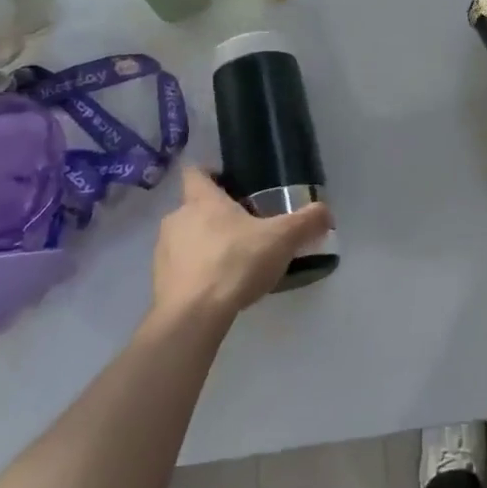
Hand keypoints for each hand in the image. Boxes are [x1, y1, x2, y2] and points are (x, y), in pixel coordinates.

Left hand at [151, 165, 332, 319]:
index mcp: (201, 200)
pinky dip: (198, 272)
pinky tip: (220, 287)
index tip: (230, 183)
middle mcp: (176, 218)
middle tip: (246, 227)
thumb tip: (326, 212)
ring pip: (186, 238)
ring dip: (205, 244)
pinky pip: (181, 268)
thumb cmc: (235, 262)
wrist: (193, 316)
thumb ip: (307, 222)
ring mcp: (163, 252)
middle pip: (194, 207)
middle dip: (216, 215)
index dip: (210, 173)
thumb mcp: (283, 239)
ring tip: (235, 260)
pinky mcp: (160, 282)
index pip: (195, 172)